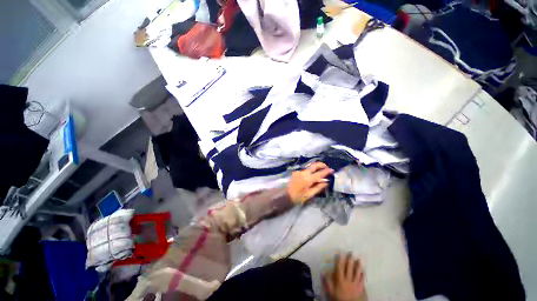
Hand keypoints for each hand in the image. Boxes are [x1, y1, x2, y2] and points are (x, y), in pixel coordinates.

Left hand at [287, 162, 333, 204]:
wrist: (286, 195)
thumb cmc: (298, 197)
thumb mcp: (310, 194)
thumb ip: (319, 187)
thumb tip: (326, 181)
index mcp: (308, 179)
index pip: (319, 173)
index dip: (326, 171)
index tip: (332, 170)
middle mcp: (303, 173)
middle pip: (314, 165)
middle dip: (321, 165)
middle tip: (326, 168)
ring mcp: (299, 172)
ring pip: (309, 167)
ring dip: (316, 168)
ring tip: (321, 172)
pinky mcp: (296, 172)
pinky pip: (306, 170)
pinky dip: (311, 171)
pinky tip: (312, 176)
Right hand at [323, 253, 365, 300]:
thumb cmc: (339, 299)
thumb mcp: (330, 292)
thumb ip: (327, 282)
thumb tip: (324, 271)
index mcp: (340, 280)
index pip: (340, 267)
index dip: (340, 259)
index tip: (341, 252)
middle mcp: (348, 280)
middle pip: (349, 268)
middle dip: (350, 259)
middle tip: (351, 252)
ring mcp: (356, 284)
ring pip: (357, 273)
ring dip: (358, 265)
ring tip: (359, 258)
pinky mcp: (361, 288)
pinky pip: (362, 280)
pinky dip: (363, 274)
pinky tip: (363, 270)